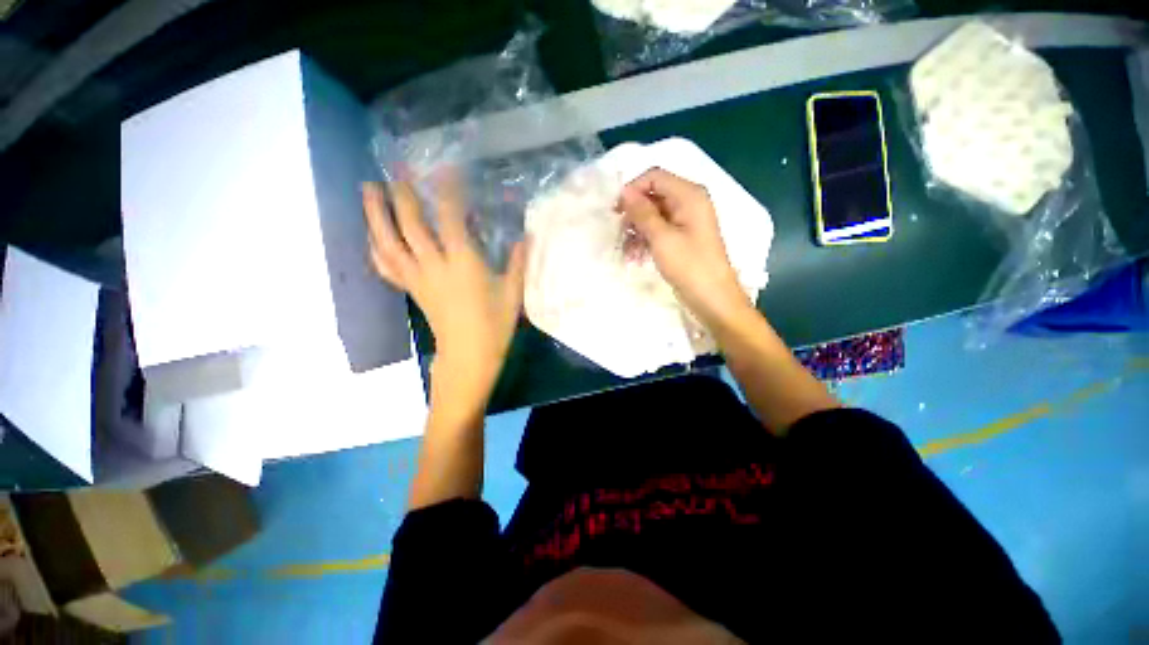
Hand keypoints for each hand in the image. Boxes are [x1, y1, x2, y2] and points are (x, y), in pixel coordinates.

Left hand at [362, 178, 525, 410]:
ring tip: (368, 189)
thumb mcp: (513, 292)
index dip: (447, 190)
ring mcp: (418, 278)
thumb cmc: (494, 325)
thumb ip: (518, 262)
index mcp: (463, 263)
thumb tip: (526, 236)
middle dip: (402, 194)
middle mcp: (435, 265)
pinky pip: (386, 265)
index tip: (446, 169)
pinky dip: (375, 246)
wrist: (469, 355)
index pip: (450, 218)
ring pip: (388, 241)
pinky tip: (372, 235)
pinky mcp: (411, 289)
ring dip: (375, 213)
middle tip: (396, 170)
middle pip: (410, 224)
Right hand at [617, 168, 751, 328]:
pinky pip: (658, 231)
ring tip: (627, 253)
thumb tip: (624, 191)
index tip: (616, 211)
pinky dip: (645, 241)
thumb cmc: (689, 265)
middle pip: (653, 197)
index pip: (655, 177)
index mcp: (689, 195)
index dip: (633, 190)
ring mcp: (685, 222)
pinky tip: (636, 258)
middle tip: (620, 234)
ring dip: (637, 232)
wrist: (712, 298)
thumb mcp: (662, 237)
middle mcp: (688, 203)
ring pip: (653, 216)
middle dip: (634, 215)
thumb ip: (642, 212)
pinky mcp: (681, 238)